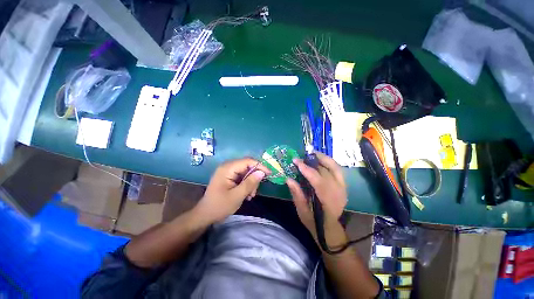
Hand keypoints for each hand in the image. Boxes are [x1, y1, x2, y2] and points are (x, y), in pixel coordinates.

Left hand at [194, 158, 270, 223]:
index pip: (248, 161)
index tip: (269, 174)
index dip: (260, 166)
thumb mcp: (237, 196)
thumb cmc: (219, 206)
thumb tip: (262, 172)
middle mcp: (228, 166)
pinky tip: (247, 194)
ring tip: (250, 195)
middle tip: (255, 191)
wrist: (205, 215)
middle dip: (254, 177)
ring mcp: (228, 171)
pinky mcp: (229, 177)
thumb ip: (250, 183)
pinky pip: (242, 176)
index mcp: (228, 168)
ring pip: (246, 172)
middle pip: (248, 166)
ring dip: (251, 183)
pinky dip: (247, 184)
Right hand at [286, 153, 346, 243]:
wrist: (330, 229)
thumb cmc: (314, 222)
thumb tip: (288, 178)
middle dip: (313, 161)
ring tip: (312, 154)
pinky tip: (320, 160)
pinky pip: (337, 170)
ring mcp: (343, 188)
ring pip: (335, 167)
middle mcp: (338, 193)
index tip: (296, 161)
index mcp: (328, 201)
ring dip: (323, 158)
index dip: (306, 169)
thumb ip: (296, 194)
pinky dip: (329, 162)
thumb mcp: (302, 211)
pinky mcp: (343, 186)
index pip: (318, 180)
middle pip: (327, 171)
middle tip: (302, 156)